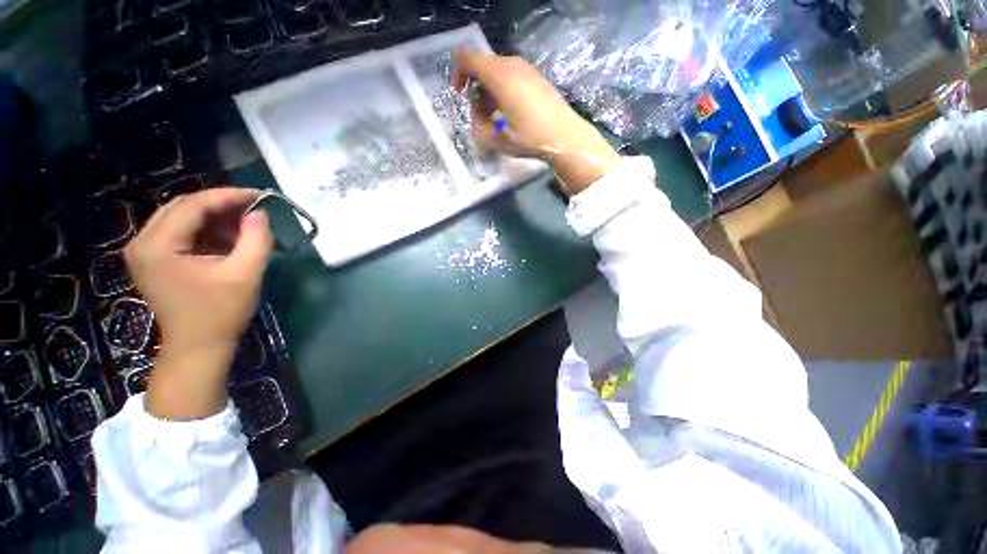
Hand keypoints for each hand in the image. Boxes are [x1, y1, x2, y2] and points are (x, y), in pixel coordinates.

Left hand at [124, 188, 272, 418]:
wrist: (198, 347)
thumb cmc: (221, 313)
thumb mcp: (245, 274)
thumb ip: (256, 239)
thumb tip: (260, 213)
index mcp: (157, 246)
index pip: (193, 205)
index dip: (228, 196)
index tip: (260, 195)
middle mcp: (141, 242)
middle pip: (182, 206)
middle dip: (220, 203)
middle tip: (253, 206)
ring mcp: (143, 251)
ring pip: (180, 216)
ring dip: (213, 215)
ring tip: (244, 221)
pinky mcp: (152, 260)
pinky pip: (178, 232)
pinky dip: (204, 229)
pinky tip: (227, 235)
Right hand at [454, 52, 620, 194]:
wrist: (564, 137)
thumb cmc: (530, 138)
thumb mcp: (498, 140)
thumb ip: (479, 128)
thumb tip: (478, 121)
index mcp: (499, 76)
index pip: (468, 59)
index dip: (459, 74)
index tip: (461, 95)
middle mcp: (512, 65)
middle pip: (483, 66)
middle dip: (476, 88)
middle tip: (480, 115)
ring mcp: (527, 69)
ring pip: (497, 71)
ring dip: (489, 91)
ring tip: (495, 117)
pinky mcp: (536, 77)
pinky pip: (512, 75)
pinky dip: (503, 90)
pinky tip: (510, 112)